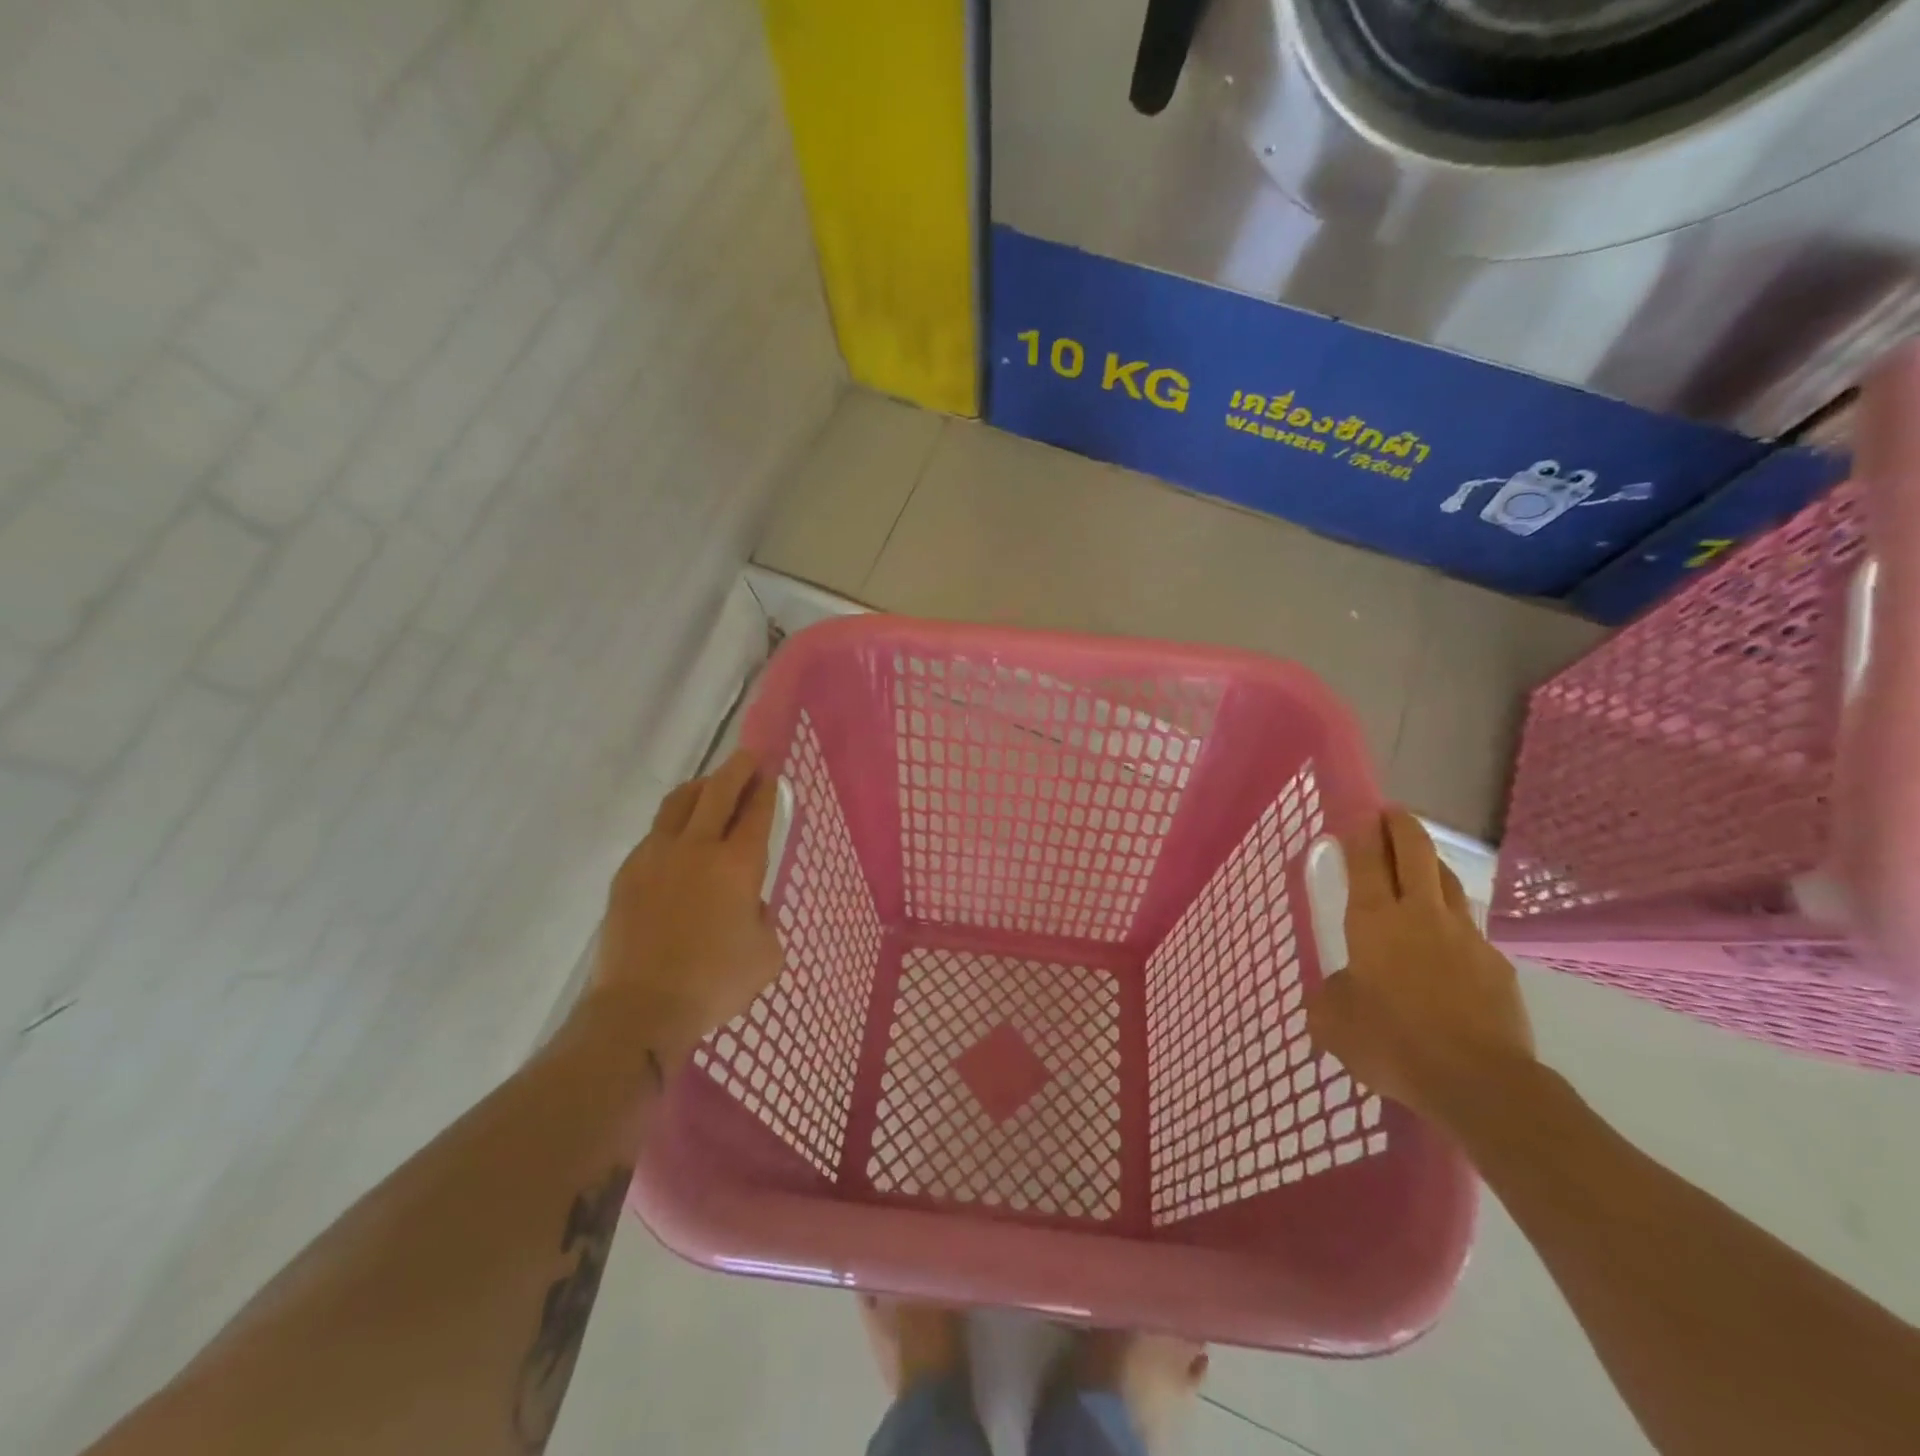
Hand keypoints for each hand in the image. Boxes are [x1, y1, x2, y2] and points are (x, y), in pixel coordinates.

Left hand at [588, 750, 783, 1065]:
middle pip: (718, 790)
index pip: (756, 811)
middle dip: (737, 769)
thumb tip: (746, 906)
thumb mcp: (766, 955)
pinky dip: (674, 823)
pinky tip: (678, 839)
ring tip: (711, 788)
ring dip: (701, 787)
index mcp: (738, 864)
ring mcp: (657, 855)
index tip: (771, 772)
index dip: (766, 788)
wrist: (640, 1008)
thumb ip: (763, 918)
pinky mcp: (628, 872)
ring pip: (679, 802)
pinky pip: (655, 832)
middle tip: (748, 758)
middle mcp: (698, 847)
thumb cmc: (714, 983)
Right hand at [1306, 808, 1534, 1127]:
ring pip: (1447, 883)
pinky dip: (1452, 924)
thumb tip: (1341, 988)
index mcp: (1375, 920)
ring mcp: (1465, 937)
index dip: (1360, 830)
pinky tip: (1446, 946)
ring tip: (1419, 864)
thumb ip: (1330, 995)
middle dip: (1401, 826)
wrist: (1480, 1083)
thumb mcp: (1334, 1022)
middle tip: (1391, 814)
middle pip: (1415, 852)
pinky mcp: (1496, 966)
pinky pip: (1469, 931)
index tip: (1356, 812)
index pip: (1366, 859)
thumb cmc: (1393, 1042)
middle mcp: (1420, 915)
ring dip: (1430, 865)